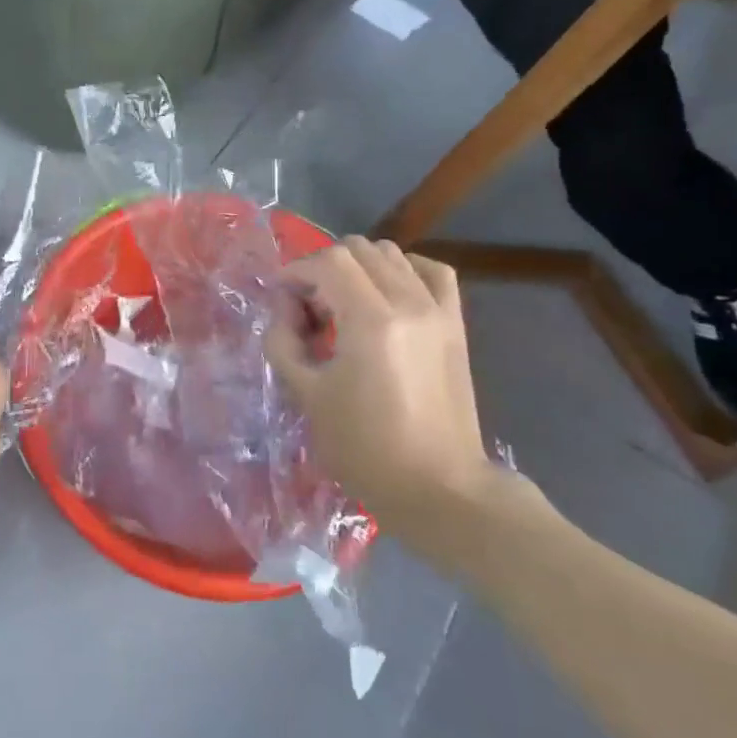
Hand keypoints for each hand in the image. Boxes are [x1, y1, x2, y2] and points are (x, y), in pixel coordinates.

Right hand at [266, 239, 496, 563]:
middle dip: (323, 269)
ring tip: (344, 306)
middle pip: (358, 250)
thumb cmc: (365, 449)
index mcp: (371, 320)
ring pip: (392, 254)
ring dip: (358, 269)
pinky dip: (403, 270)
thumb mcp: (307, 395)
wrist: (438, 487)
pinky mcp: (455, 325)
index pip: (328, 262)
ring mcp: (438, 311)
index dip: (296, 272)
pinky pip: (432, 272)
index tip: (281, 300)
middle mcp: (409, 302)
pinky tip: (386, 293)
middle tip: (309, 310)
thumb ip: (284, 341)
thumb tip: (286, 310)